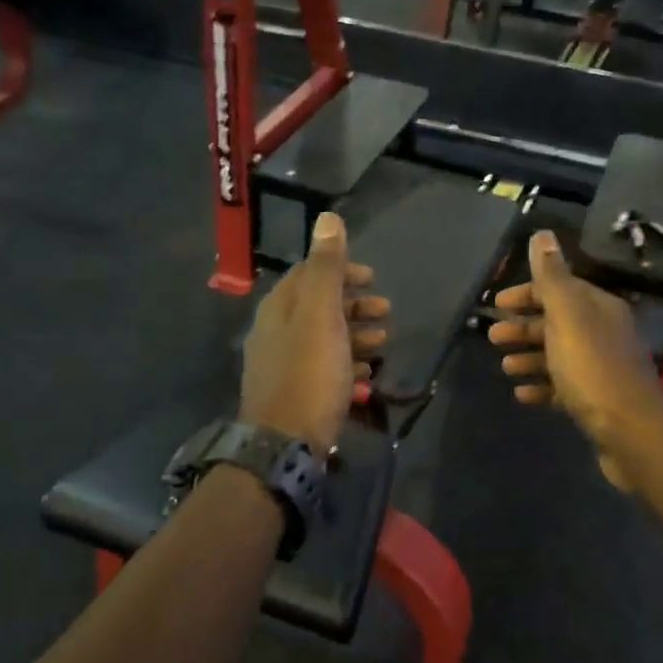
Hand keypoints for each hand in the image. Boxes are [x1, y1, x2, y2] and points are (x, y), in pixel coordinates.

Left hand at [240, 212, 388, 454]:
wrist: (284, 444)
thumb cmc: (309, 374)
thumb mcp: (320, 315)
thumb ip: (326, 268)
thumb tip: (327, 219)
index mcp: (279, 308)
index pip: (308, 274)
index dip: (342, 270)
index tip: (372, 278)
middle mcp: (275, 332)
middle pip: (318, 307)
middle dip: (354, 305)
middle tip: (387, 310)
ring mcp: (283, 365)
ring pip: (323, 339)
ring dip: (355, 335)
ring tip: (383, 342)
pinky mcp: (294, 394)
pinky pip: (323, 369)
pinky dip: (347, 364)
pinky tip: (366, 375)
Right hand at [488, 229, 662, 489]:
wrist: (630, 431)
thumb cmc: (592, 368)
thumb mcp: (568, 315)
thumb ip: (552, 276)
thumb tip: (542, 234)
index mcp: (598, 308)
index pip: (559, 288)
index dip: (527, 293)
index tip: (496, 305)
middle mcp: (603, 333)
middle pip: (557, 322)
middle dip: (523, 327)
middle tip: (493, 338)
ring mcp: (601, 368)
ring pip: (558, 355)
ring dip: (529, 357)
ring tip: (505, 368)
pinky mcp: (597, 401)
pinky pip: (563, 387)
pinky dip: (541, 387)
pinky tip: (522, 395)